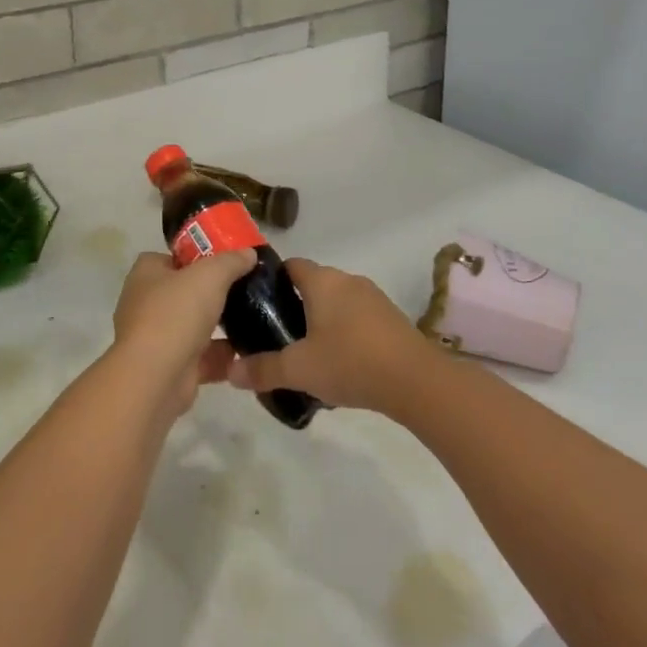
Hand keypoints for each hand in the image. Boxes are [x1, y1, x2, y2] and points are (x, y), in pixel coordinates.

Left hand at [110, 250, 254, 418]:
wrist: (155, 378)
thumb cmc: (176, 313)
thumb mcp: (210, 275)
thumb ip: (231, 261)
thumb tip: (249, 253)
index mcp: (146, 274)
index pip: (171, 257)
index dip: (197, 256)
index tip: (226, 261)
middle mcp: (146, 303)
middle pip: (185, 291)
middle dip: (212, 293)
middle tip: (245, 289)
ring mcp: (157, 338)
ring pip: (194, 326)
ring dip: (219, 326)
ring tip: (253, 318)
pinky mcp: (170, 368)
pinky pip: (201, 357)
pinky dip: (221, 357)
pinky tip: (248, 352)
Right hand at [227, 258, 433, 414]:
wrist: (416, 381)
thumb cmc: (350, 362)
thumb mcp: (299, 369)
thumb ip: (263, 369)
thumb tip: (231, 373)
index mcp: (322, 281)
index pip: (290, 266)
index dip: (272, 281)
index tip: (257, 305)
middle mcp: (347, 280)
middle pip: (313, 284)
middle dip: (295, 305)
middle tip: (276, 334)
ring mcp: (373, 297)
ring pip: (336, 301)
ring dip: (321, 320)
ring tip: (306, 352)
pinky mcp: (391, 318)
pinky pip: (357, 317)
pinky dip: (345, 331)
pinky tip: (340, 362)